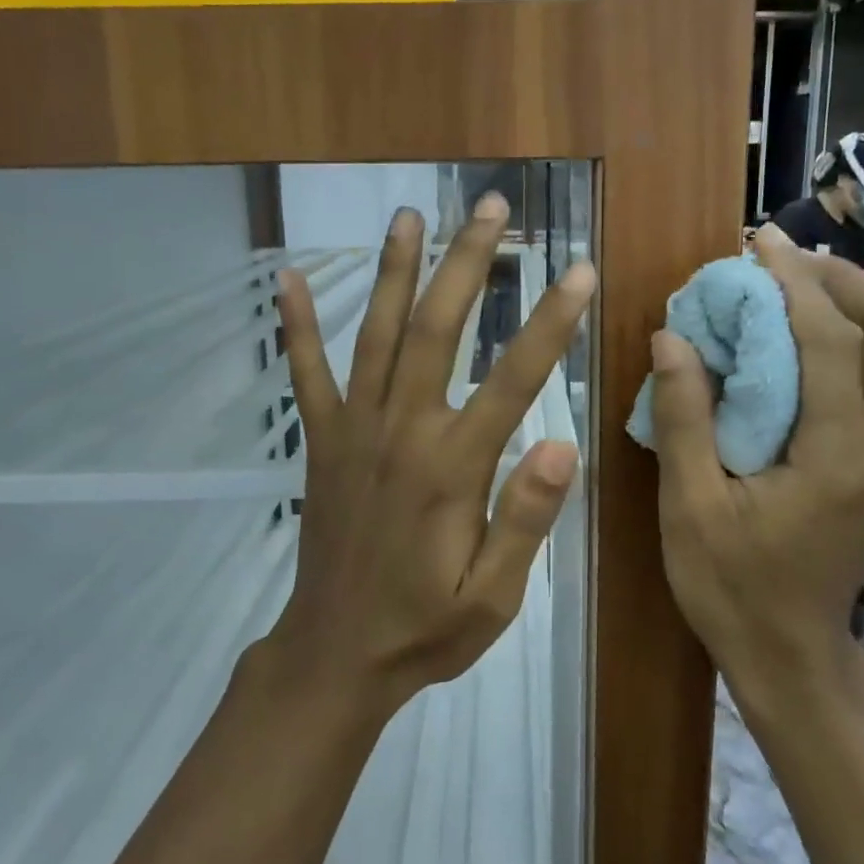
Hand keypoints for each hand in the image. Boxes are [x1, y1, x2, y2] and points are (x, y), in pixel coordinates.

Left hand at [268, 195, 594, 712]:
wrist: (335, 657)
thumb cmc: (425, 629)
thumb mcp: (493, 596)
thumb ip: (525, 518)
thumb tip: (562, 442)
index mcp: (450, 468)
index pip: (512, 379)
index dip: (549, 322)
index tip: (578, 269)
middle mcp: (400, 432)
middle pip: (436, 329)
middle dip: (468, 262)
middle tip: (493, 206)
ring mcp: (353, 431)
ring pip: (375, 334)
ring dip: (394, 270)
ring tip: (409, 215)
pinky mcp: (321, 443)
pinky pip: (306, 374)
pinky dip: (295, 325)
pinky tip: (285, 277)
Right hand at [646, 223, 863, 695]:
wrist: (791, 658)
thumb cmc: (733, 589)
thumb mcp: (690, 508)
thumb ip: (684, 418)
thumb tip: (672, 337)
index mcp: (839, 454)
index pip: (832, 339)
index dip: (795, 282)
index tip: (756, 244)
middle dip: (845, 280)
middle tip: (781, 260)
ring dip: (850, 305)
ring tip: (787, 286)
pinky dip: (847, 340)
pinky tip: (795, 340)